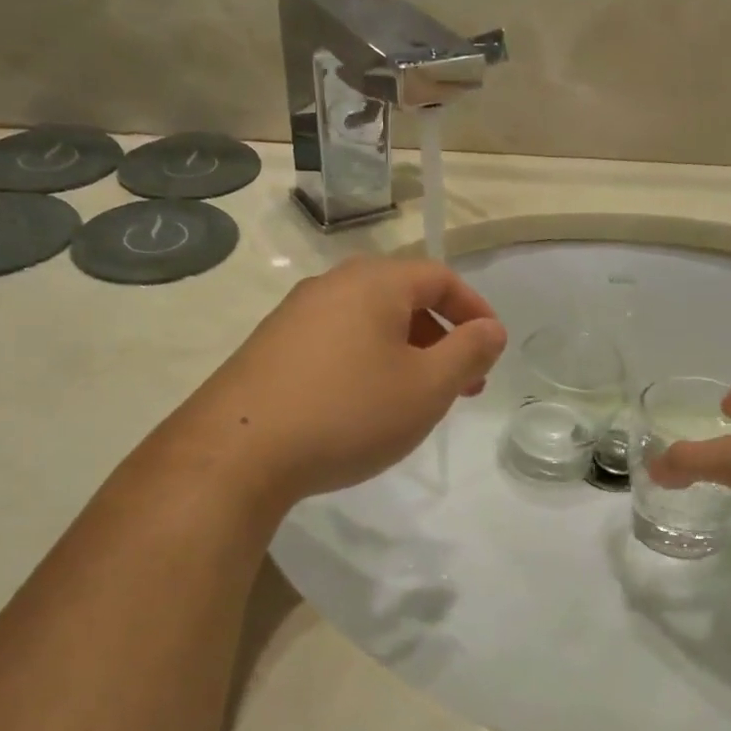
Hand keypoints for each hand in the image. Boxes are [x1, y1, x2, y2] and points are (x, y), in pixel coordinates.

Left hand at [166, 257, 506, 511]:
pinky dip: (368, 363)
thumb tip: (491, 329)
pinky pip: (337, 343)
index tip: (492, 349)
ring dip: (406, 354)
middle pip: (403, 299)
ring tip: (417, 400)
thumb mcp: (426, 388)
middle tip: (462, 384)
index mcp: (374, 282)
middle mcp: (332, 285)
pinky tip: (365, 406)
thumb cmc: (349, 412)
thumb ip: (467, 353)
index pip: (440, 278)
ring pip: (369, 324)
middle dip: (442, 339)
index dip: (475, 310)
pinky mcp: (271, 347)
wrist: (239, 451)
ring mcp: (295, 315)